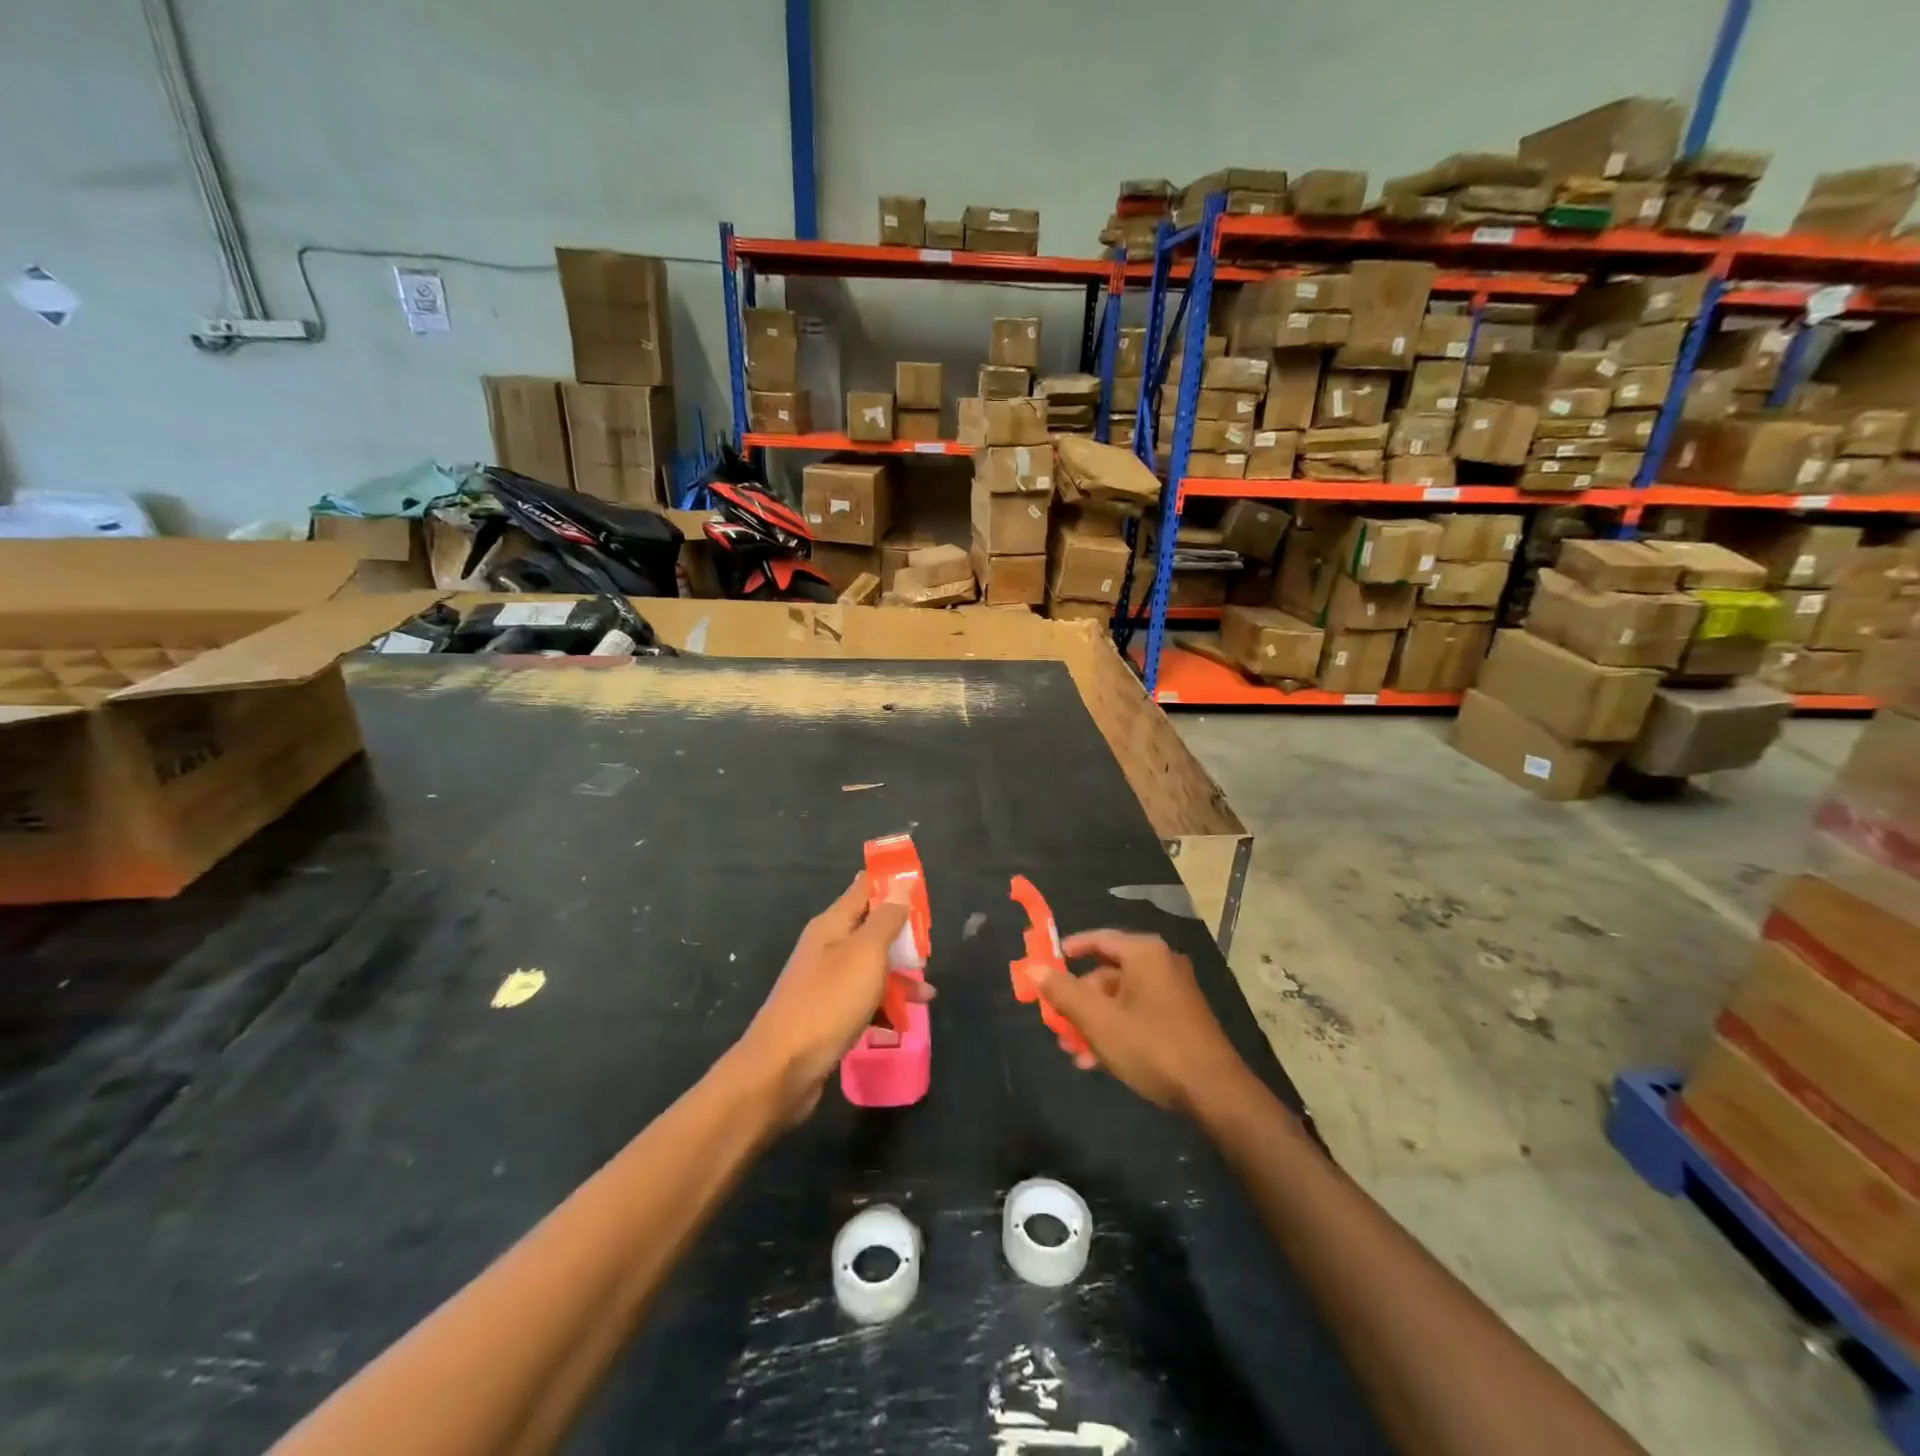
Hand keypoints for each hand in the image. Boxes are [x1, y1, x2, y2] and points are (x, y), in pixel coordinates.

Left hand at [739, 875, 933, 1123]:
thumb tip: (901, 884)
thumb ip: (886, 919)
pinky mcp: (827, 1014)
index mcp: (832, 925)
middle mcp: (827, 947)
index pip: (864, 889)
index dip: (892, 884)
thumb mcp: (865, 954)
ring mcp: (825, 982)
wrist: (782, 1068)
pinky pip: (863, 999)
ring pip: (870, 967)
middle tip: (930, 946)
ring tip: (927, 994)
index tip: (922, 886)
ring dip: (898, 976)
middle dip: (902, 936)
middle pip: (870, 929)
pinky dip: (884, 1005)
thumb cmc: (828, 1002)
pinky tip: (903, 1021)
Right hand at [1035, 930, 1250, 1115]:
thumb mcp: (1099, 1020)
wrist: (1215, 1092)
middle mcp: (1160, 964)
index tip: (1045, 966)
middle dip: (1078, 1000)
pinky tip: (1097, 1062)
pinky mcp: (1180, 1019)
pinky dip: (1115, 1031)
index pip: (1098, 939)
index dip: (1068, 951)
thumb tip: (1033, 968)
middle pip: (1106, 973)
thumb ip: (1063, 992)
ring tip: (1072, 1051)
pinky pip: (1137, 1015)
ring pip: (1120, 999)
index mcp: (1144, 953)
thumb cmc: (1152, 1046)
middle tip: (1056, 1023)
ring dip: (1093, 1022)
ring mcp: (1173, 992)